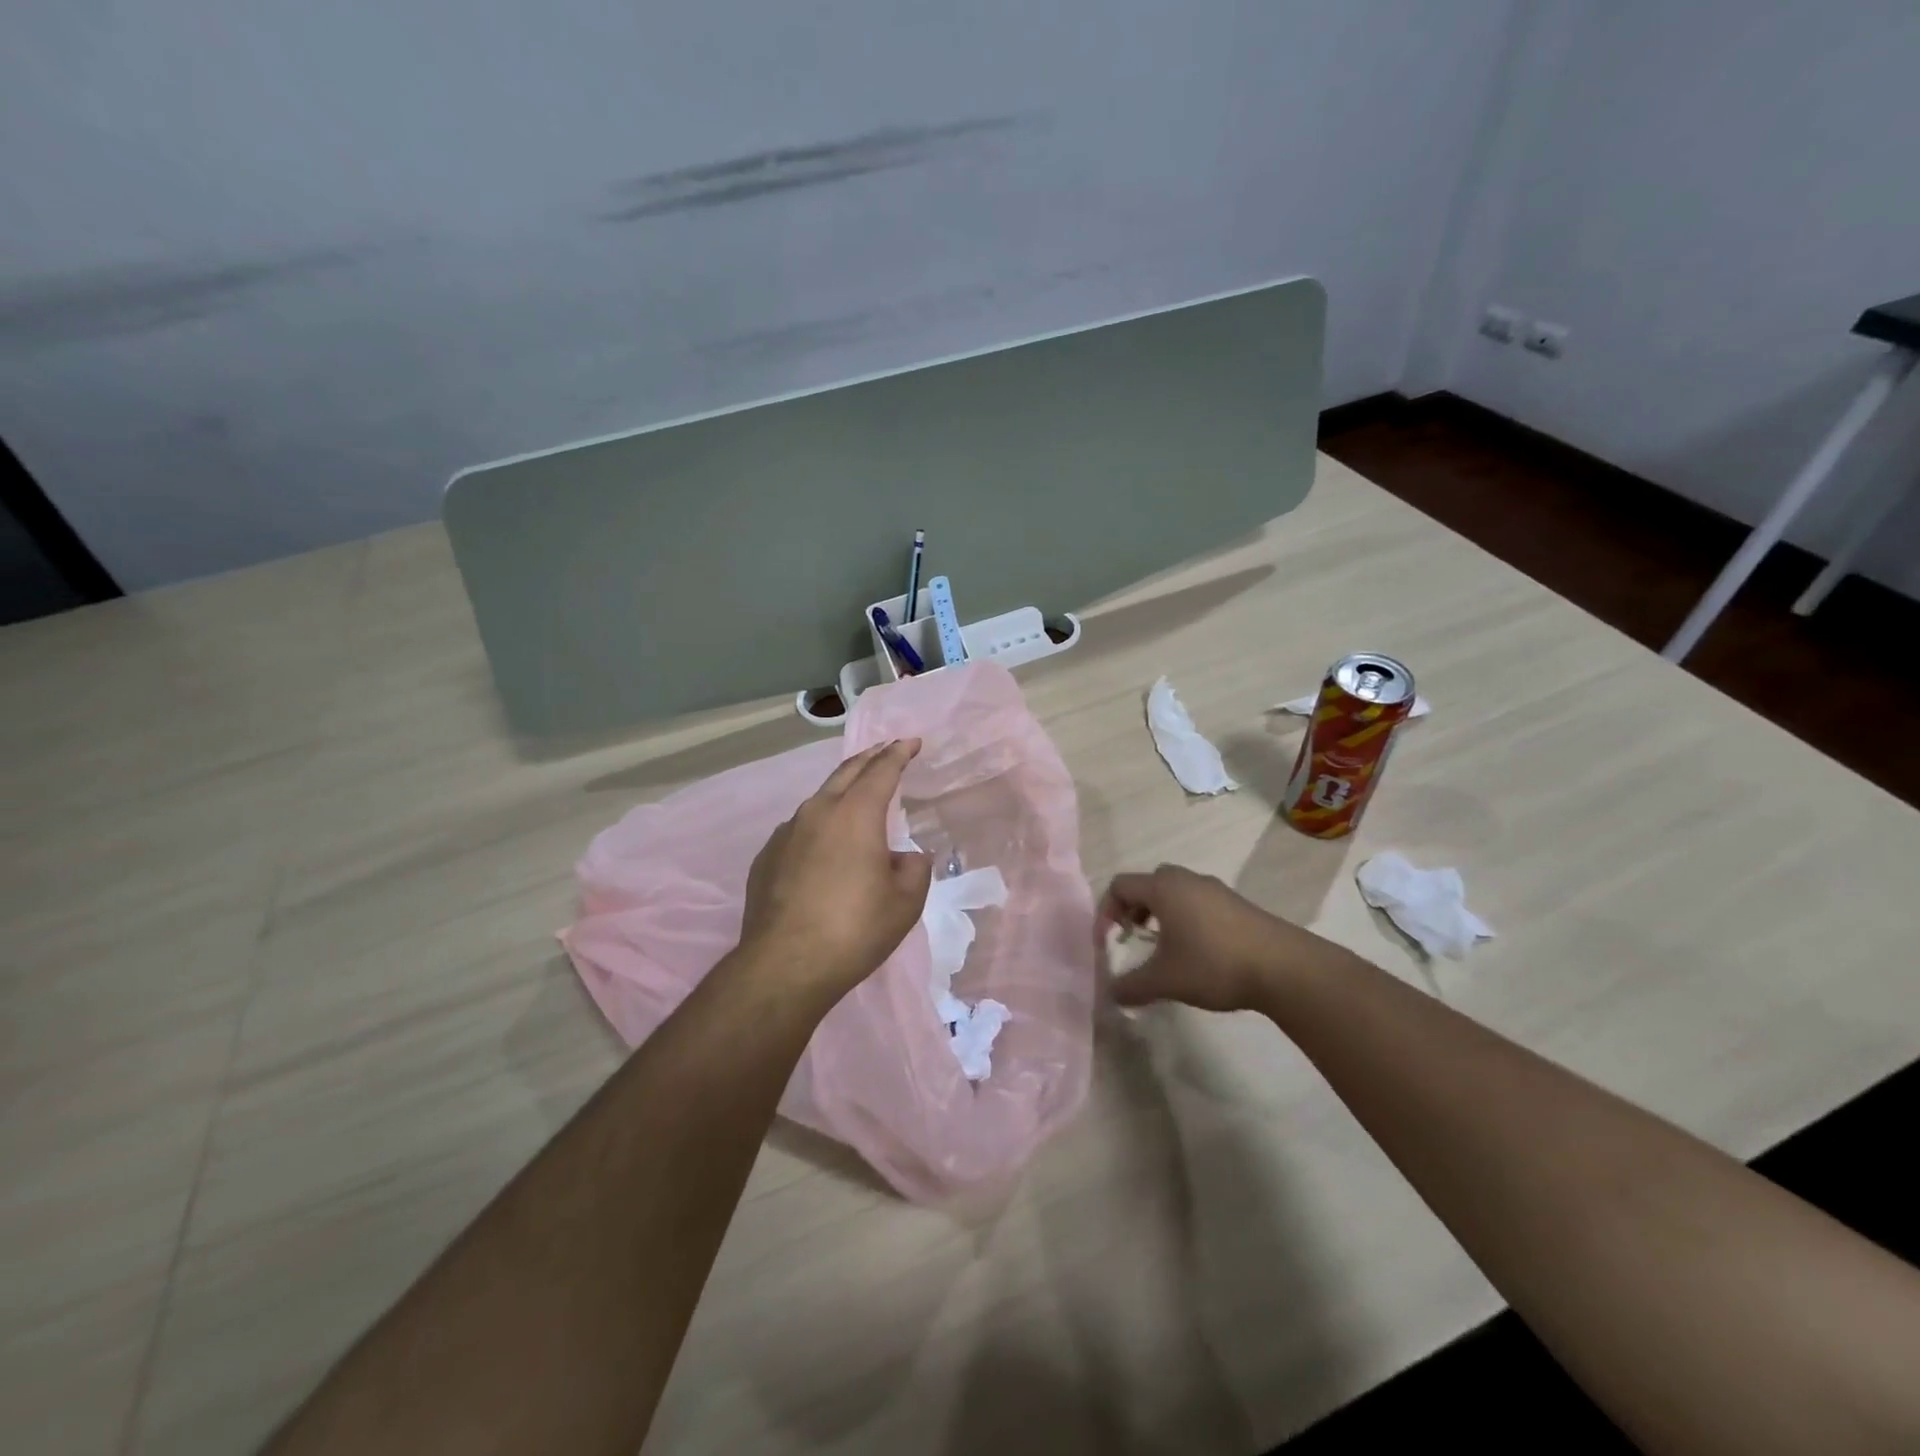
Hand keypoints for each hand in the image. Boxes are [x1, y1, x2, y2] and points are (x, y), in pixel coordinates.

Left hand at [740, 739, 932, 1001]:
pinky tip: (824, 845)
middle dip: (869, 757)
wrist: (785, 965)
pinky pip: (800, 829)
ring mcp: (787, 833)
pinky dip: (819, 825)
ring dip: (842, 791)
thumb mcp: (904, 903)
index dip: (899, 753)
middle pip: (846, 772)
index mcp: (856, 815)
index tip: (911, 741)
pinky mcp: (767, 857)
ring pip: (819, 799)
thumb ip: (914, 870)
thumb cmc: (855, 930)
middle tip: (886, 749)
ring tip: (856, 798)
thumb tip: (906, 857)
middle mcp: (818, 812)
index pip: (881, 770)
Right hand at [1099, 864, 1347, 1012]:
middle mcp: (1186, 879)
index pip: (1120, 885)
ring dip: (1161, 916)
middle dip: (1134, 911)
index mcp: (1163, 887)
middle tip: (1134, 940)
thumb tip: (1111, 993)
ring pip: (1175, 893)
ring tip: (1164, 950)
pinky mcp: (1237, 904)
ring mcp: (1215, 889)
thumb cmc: (1213, 964)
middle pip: (1148, 885)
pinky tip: (1197, 953)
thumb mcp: (1165, 980)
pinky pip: (1198, 903)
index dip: (1106, 911)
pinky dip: (1186, 920)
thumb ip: (1131, 986)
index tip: (1109, 942)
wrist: (1284, 967)